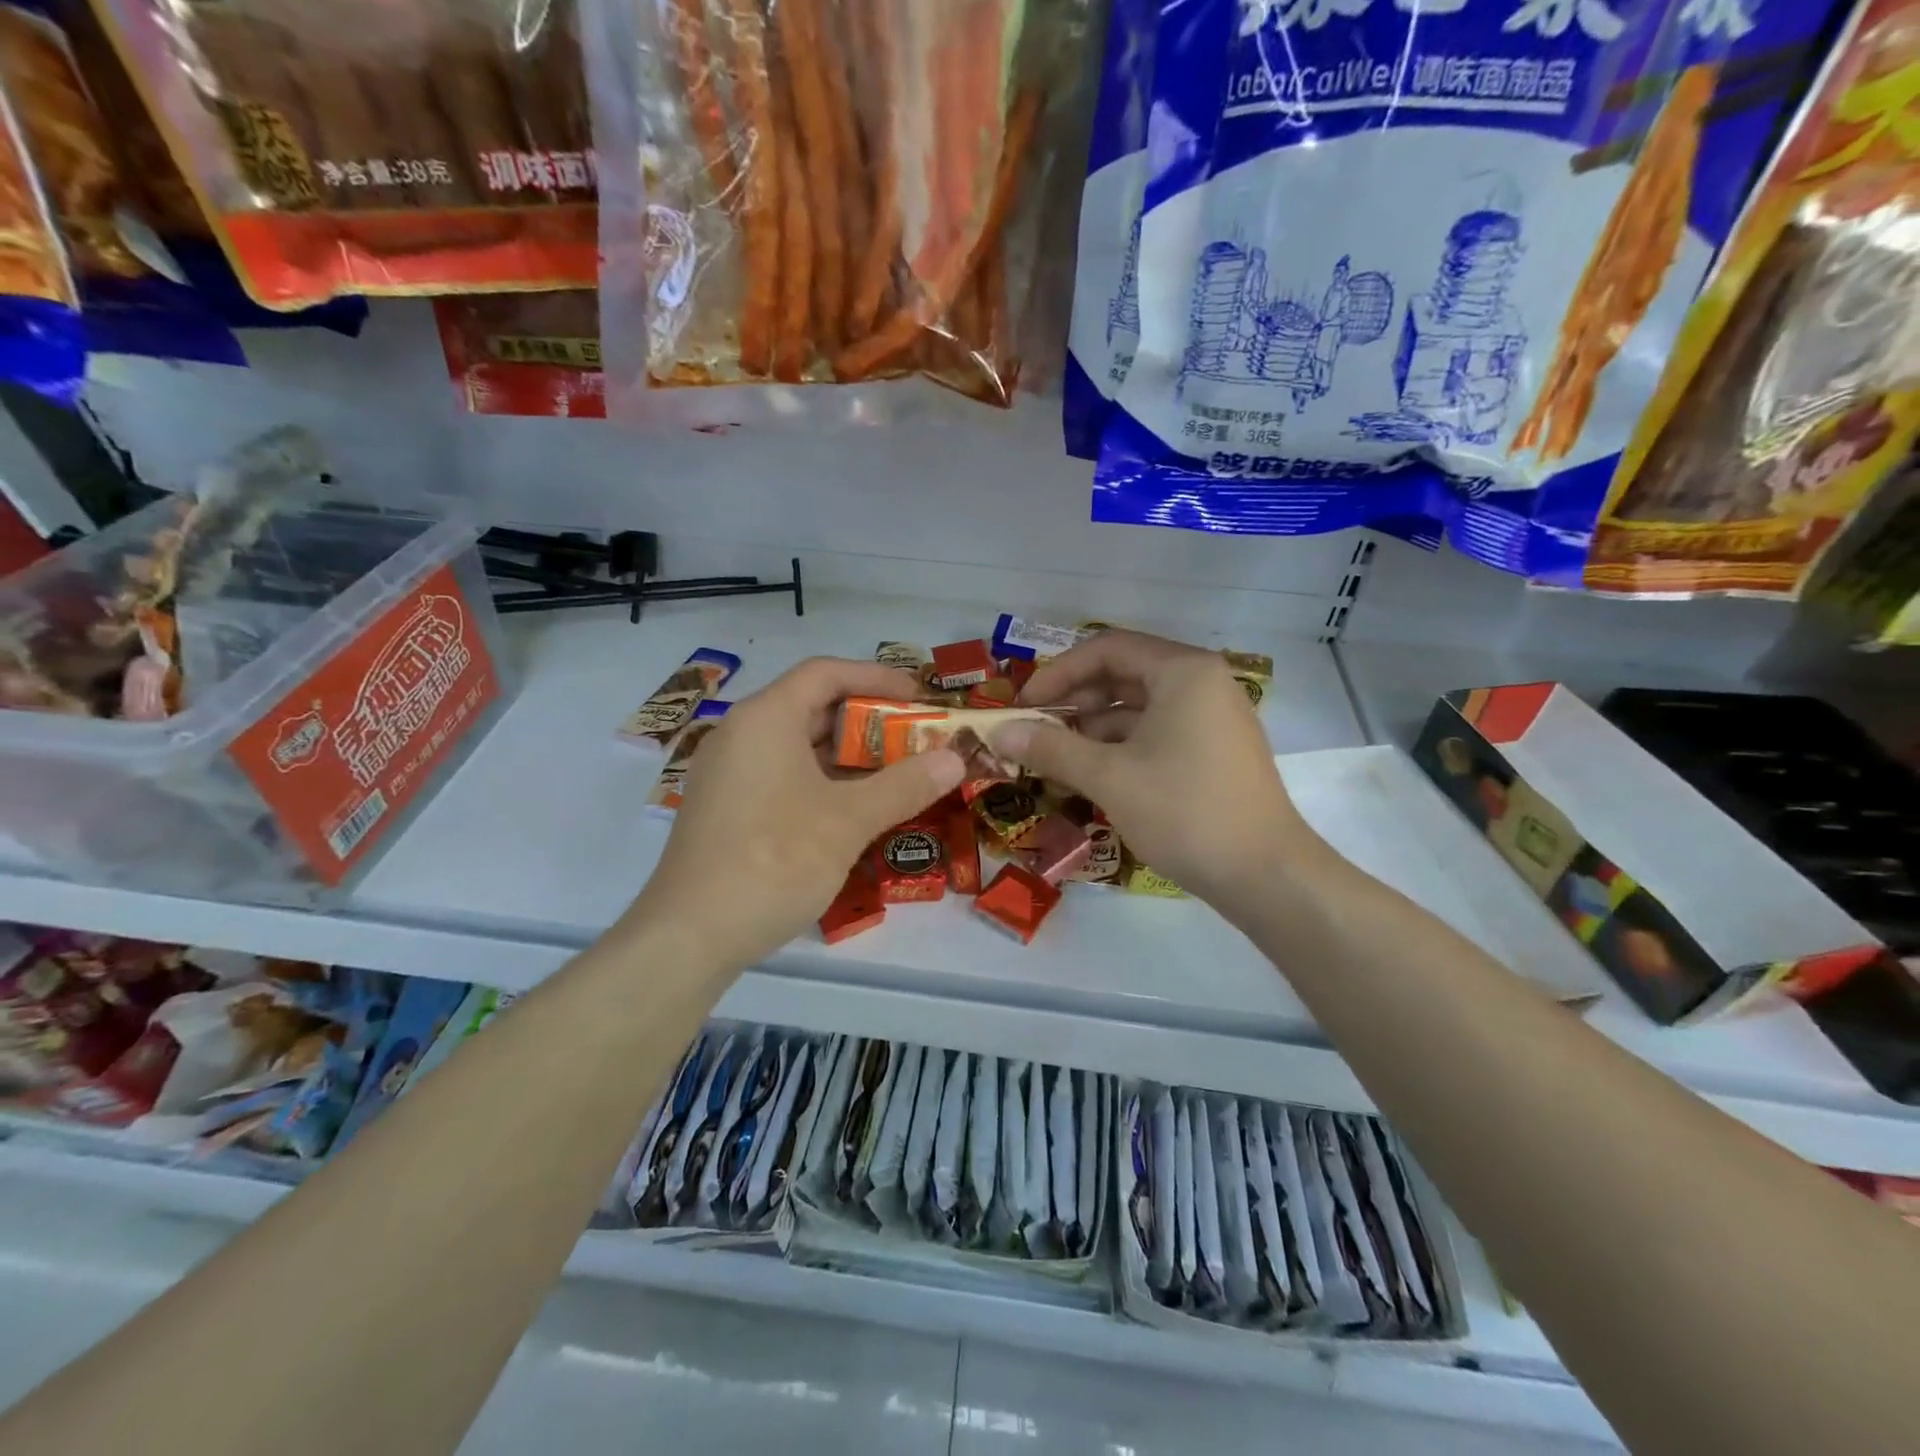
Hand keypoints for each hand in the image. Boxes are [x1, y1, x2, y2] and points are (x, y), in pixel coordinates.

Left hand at [634, 658, 964, 970]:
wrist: (690, 937)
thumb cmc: (774, 861)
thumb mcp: (848, 821)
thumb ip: (905, 785)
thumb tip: (955, 760)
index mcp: (765, 719)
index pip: (826, 673)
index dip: (877, 678)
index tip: (920, 696)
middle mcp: (741, 735)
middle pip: (813, 708)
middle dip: (869, 722)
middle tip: (917, 739)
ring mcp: (730, 775)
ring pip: (799, 747)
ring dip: (849, 757)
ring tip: (898, 774)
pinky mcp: (727, 810)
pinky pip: (783, 777)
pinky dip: (823, 782)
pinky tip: (856, 810)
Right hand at [991, 630, 1324, 914]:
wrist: (1265, 875)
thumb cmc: (1185, 812)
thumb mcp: (1110, 777)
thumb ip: (1052, 748)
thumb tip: (999, 732)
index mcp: (1183, 672)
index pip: (1108, 648)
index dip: (1058, 672)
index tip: (1024, 704)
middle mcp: (1202, 683)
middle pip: (1124, 674)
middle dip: (1074, 701)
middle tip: (1036, 731)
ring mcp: (1212, 718)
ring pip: (1139, 707)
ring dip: (1093, 728)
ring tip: (1055, 758)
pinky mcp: (1213, 751)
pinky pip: (1156, 733)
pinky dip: (1120, 747)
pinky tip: (1091, 775)